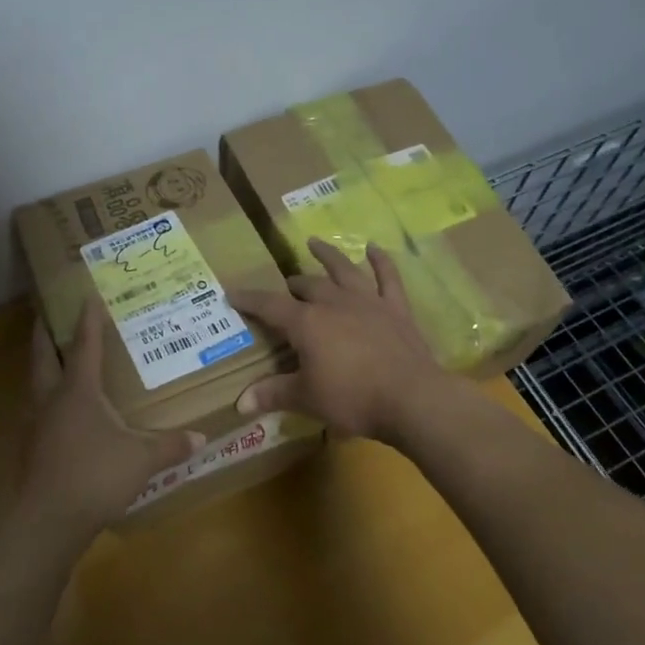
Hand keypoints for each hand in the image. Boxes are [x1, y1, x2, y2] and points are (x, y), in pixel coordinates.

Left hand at [19, 300, 203, 543]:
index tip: (87, 296)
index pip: (84, 345)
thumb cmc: (95, 476)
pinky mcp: (30, 449)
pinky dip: (44, 399)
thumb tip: (202, 438)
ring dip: (41, 366)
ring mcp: (35, 424)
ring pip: (34, 383)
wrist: (47, 522)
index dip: (87, 320)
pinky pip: (36, 411)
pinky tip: (56, 412)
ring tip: (52, 359)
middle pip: (43, 356)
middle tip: (46, 315)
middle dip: (45, 333)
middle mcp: (51, 399)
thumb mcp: (141, 460)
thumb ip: (170, 445)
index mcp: (78, 390)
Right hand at [229, 239, 455, 441]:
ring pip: (343, 270)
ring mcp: (368, 301)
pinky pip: (388, 278)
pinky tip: (374, 248)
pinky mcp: (396, 309)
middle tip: (285, 288)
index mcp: (306, 322)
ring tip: (314, 242)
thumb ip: (273, 394)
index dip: (249, 299)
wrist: (412, 398)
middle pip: (307, 285)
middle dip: (292, 285)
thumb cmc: (353, 398)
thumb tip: (240, 402)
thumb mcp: (307, 399)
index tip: (232, 293)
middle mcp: (334, 302)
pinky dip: (381, 261)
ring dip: (328, 255)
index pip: (269, 306)